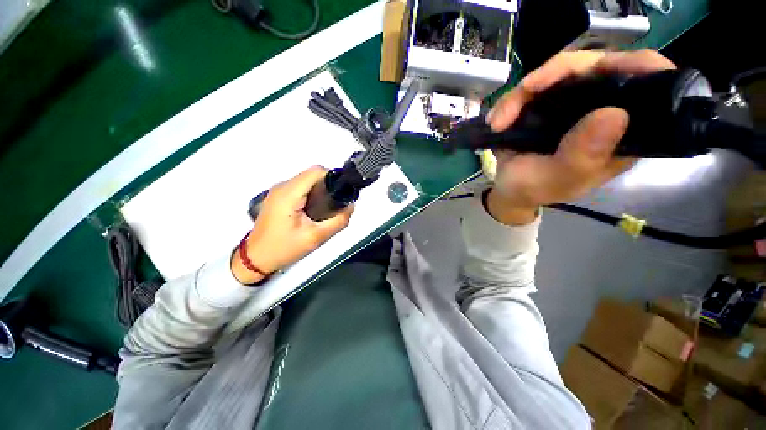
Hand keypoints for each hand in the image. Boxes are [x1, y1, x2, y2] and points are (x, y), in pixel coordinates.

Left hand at [231, 166, 353, 284]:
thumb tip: (351, 206)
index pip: (316, 171)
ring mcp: (278, 191)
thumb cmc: (283, 248)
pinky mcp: (278, 196)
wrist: (256, 259)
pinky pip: (300, 187)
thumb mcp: (316, 237)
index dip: (333, 177)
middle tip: (335, 204)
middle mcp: (282, 187)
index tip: (341, 192)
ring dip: (320, 190)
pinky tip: (315, 210)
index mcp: (289, 193)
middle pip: (312, 174)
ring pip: (307, 180)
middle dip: (328, 185)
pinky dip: (312, 193)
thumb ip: (338, 221)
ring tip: (326, 209)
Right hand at [484, 50, 675, 224]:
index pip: (649, 87)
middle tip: (525, 92)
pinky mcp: (547, 101)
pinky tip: (496, 121)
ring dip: (522, 93)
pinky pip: (532, 86)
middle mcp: (604, 109)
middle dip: (557, 74)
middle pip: (597, 67)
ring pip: (559, 72)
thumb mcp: (560, 180)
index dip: (637, 68)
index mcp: (624, 133)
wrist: (508, 189)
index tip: (605, 68)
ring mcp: (574, 102)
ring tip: (499, 121)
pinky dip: (510, 100)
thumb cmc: (536, 188)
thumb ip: (584, 157)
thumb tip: (615, 113)